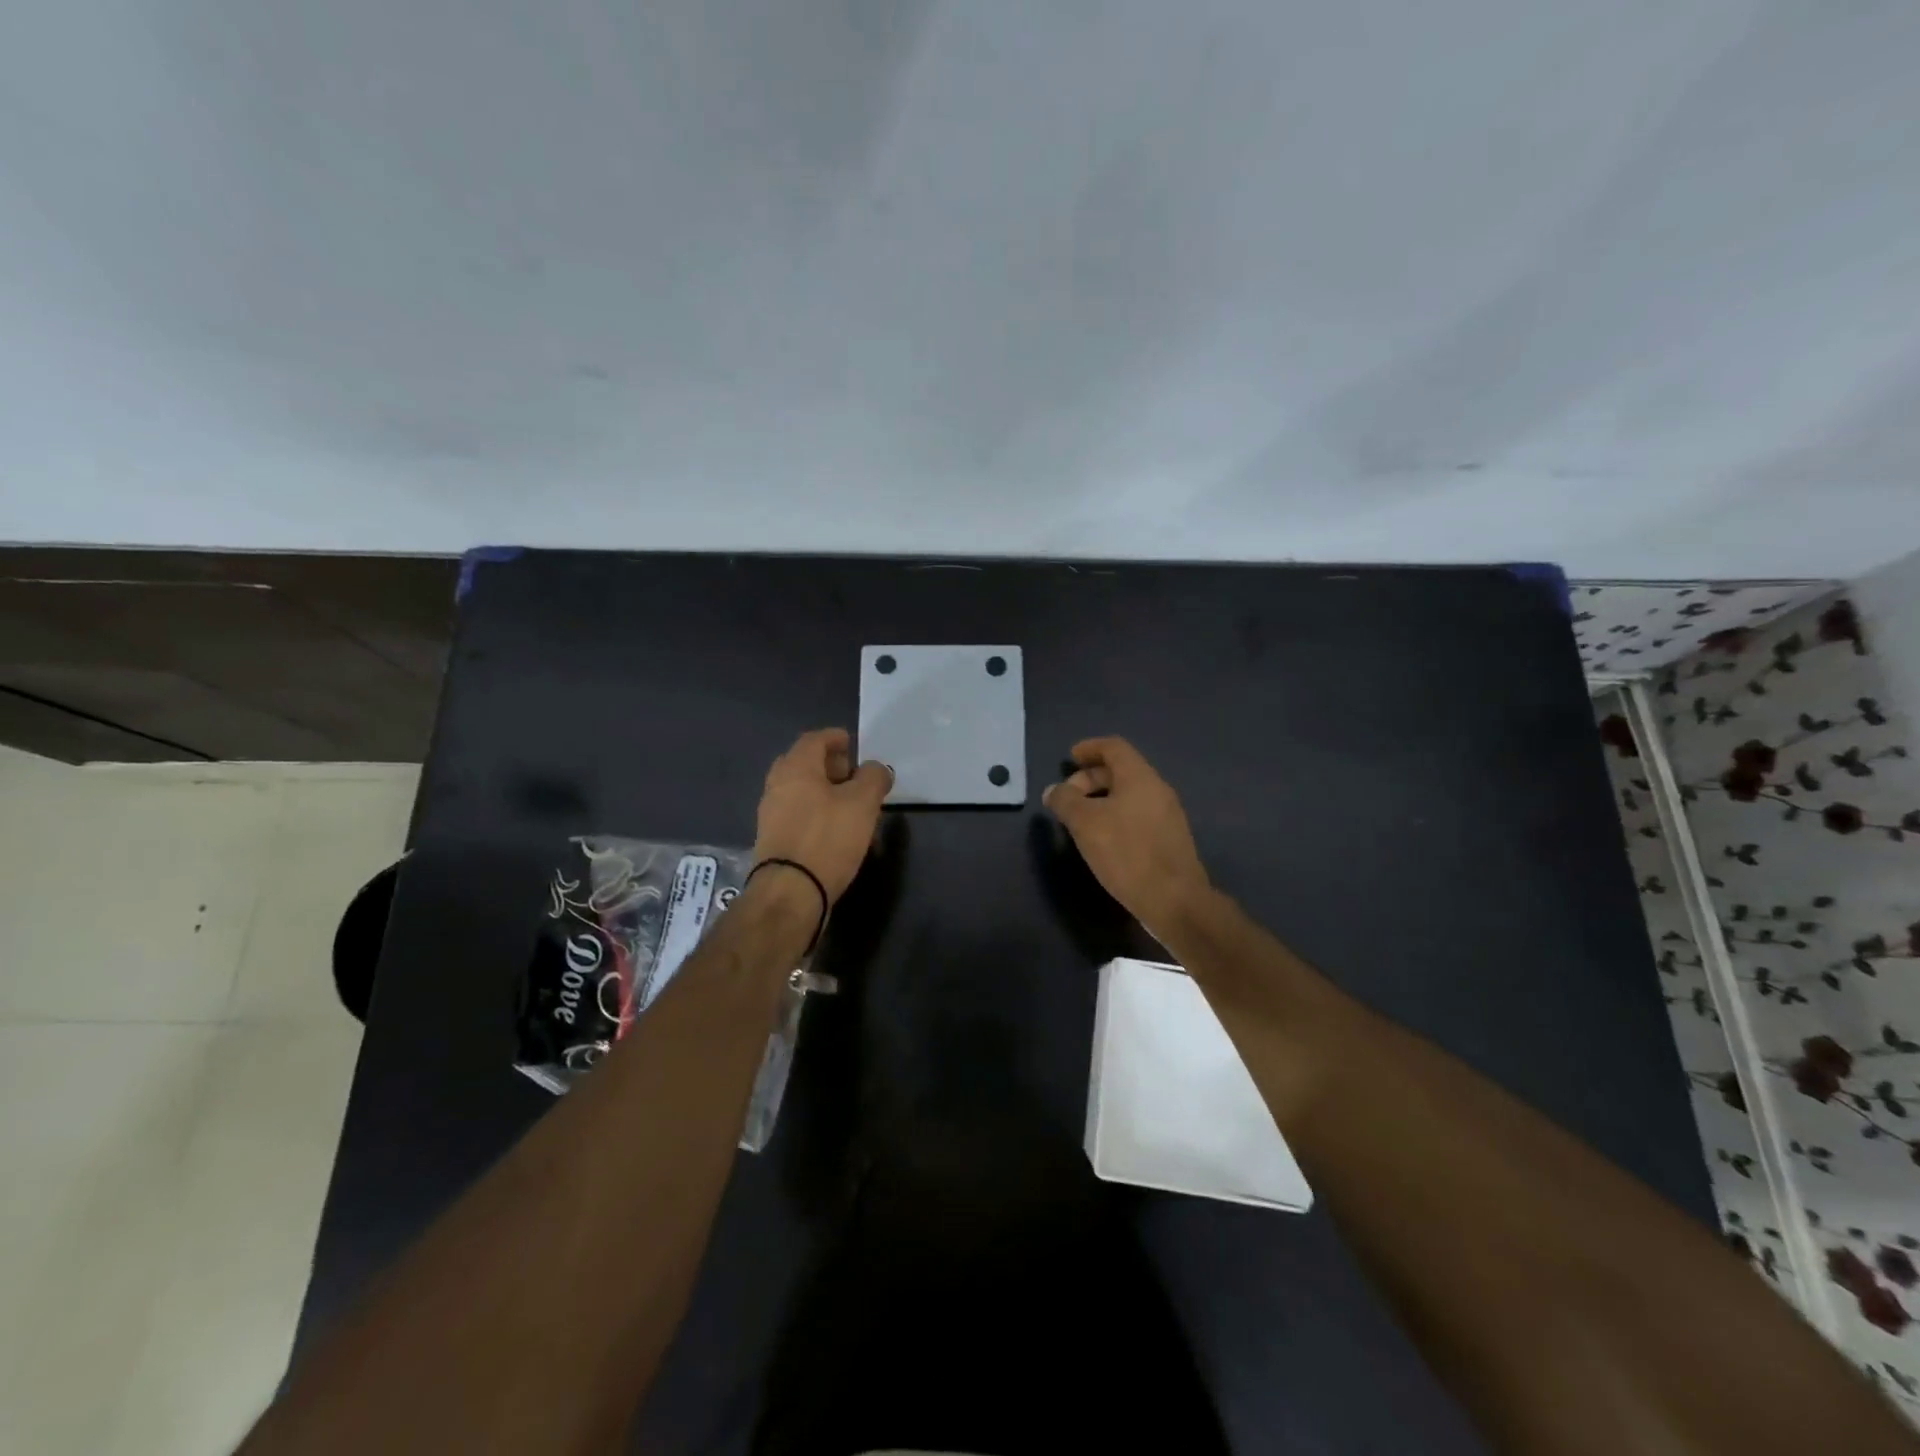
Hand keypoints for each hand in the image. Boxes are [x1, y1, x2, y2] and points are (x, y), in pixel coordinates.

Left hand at [752, 728, 892, 903]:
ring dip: (824, 791)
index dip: (834, 738)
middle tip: (853, 774)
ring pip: (800, 791)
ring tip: (850, 805)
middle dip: (829, 765)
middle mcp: (777, 785)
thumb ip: (873, 778)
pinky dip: (816, 812)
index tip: (852, 743)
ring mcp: (771, 814)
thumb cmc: (827, 838)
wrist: (790, 893)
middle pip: (803, 764)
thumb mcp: (863, 803)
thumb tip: (876, 769)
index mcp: (796, 768)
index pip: (814, 740)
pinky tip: (835, 829)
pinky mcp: (773, 840)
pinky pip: (797, 814)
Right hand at [1043, 736, 1210, 938]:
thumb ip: (1065, 801)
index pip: (1114, 747)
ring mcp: (1167, 815)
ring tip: (1080, 820)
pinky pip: (1138, 814)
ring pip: (1129, 794)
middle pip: (1121, 770)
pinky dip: (1116, 815)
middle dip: (1090, 778)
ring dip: (1102, 799)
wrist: (1174, 900)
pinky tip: (1103, 839)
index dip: (1090, 747)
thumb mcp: (1085, 823)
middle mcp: (1157, 789)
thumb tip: (1054, 790)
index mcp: (1140, 777)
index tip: (1070, 757)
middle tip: (1067, 797)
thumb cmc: (1127, 853)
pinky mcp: (1169, 839)